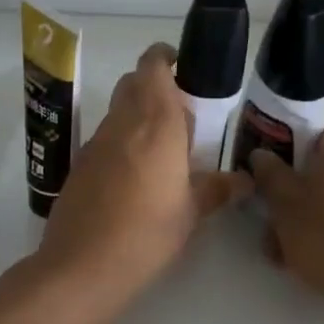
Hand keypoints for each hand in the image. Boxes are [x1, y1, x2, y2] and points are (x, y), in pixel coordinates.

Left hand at [37, 43, 250, 299]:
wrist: (82, 265)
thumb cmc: (147, 234)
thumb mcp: (191, 213)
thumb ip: (216, 189)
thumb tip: (243, 181)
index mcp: (155, 123)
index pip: (153, 67)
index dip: (165, 58)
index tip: (183, 68)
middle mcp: (122, 123)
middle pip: (133, 83)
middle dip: (155, 87)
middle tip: (182, 115)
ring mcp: (95, 143)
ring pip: (118, 111)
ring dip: (138, 116)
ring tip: (164, 151)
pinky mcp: (79, 165)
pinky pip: (105, 139)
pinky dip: (122, 142)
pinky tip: (136, 177)